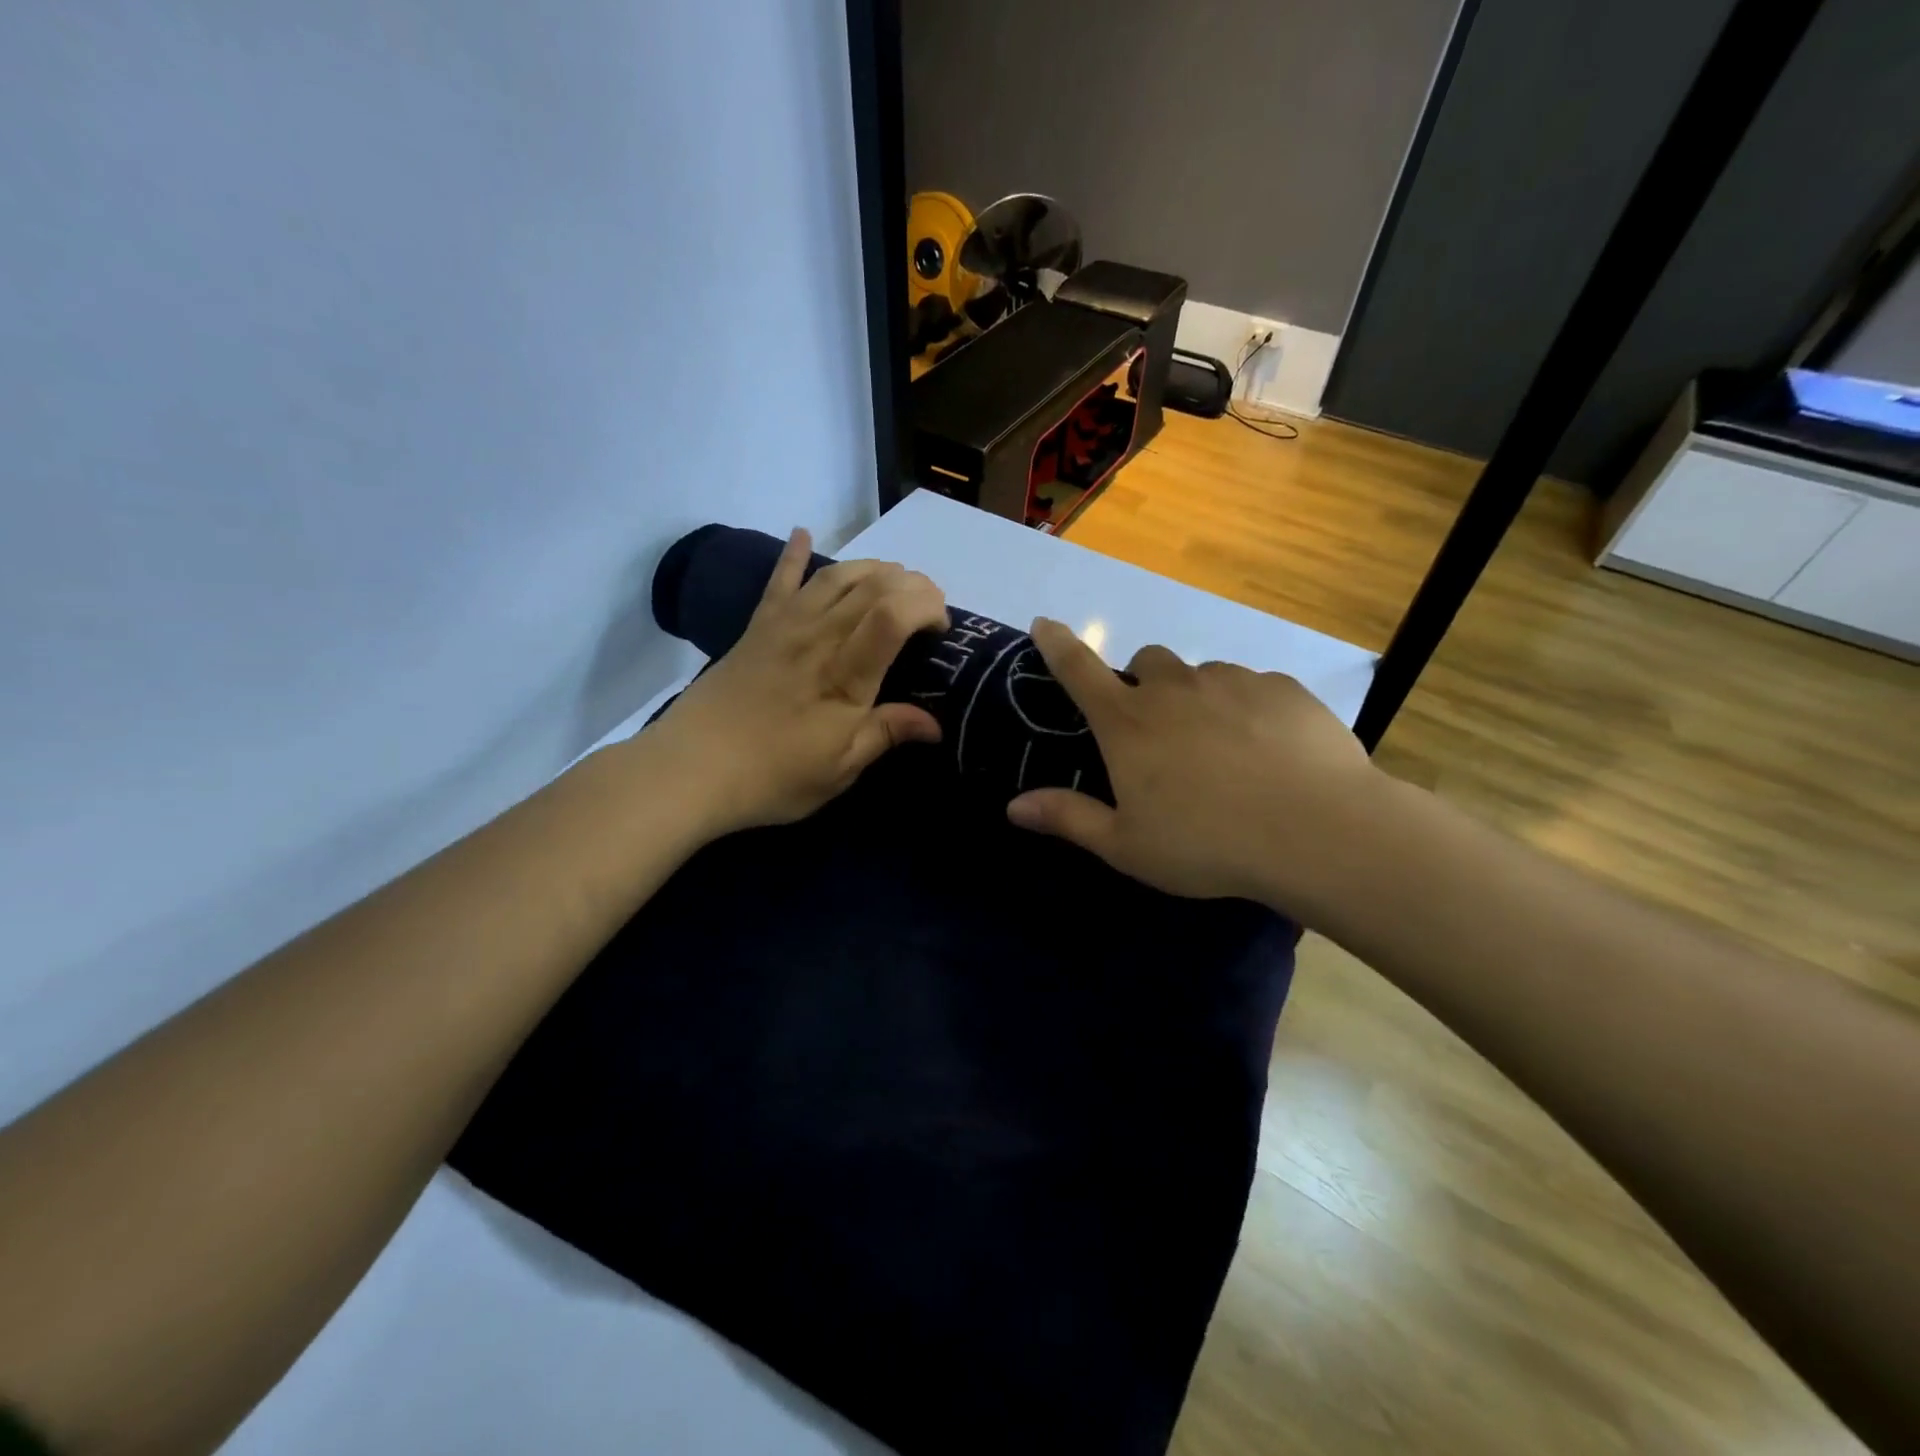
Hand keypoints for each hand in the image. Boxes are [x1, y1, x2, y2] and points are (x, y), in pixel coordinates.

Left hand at [648, 529, 948, 835]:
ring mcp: (784, 627)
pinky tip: (803, 533)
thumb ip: (886, 734)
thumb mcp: (839, 770)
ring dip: (872, 568)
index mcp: (844, 675)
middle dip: (911, 584)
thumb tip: (936, 724)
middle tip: (927, 606)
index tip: (941, 629)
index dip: (927, 606)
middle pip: (872, 586)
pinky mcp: (756, 628)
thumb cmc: (772, 777)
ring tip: (893, 578)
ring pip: (835, 576)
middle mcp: (818, 637)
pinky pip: (779, 582)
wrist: (690, 770)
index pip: (894, 614)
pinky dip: (794, 554)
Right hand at [1005, 618, 1380, 906]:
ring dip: (1200, 700)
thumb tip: (1012, 806)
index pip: (1079, 670)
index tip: (1045, 623)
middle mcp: (1174, 689)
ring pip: (1203, 676)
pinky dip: (1248, 709)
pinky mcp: (1282, 687)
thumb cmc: (1207, 844)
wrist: (1316, 831)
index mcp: (1128, 724)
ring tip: (1224, 752)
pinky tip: (1269, 751)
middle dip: (1145, 684)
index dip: (1057, 644)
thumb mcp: (1127, 845)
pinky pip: (1253, 687)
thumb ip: (1069, 818)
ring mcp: (1231, 681)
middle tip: (1162, 732)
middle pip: (1147, 662)